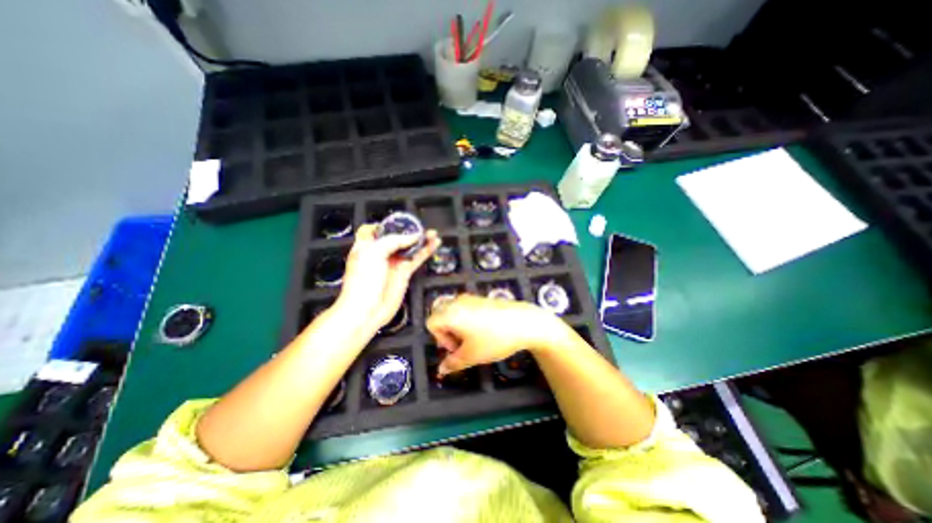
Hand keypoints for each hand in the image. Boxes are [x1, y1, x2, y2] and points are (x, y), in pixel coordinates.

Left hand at [336, 222, 441, 331]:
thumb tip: (413, 237)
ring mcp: (393, 263)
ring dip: (421, 240)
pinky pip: (417, 258)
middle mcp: (380, 253)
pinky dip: (426, 251)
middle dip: (408, 231)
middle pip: (396, 237)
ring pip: (409, 247)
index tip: (398, 222)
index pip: (374, 229)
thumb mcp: (374, 253)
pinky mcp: (404, 273)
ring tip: (433, 233)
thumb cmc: (363, 281)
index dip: (385, 224)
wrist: (367, 310)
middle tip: (421, 226)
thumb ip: (394, 241)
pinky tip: (435, 244)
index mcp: (366, 246)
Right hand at [427, 294, 572, 376]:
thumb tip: (441, 370)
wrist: (523, 323)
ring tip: (473, 340)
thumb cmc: (494, 339)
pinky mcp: (482, 299)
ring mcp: (471, 298)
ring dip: (457, 327)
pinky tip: (483, 331)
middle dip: (447, 332)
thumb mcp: (471, 356)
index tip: (455, 349)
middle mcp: (458, 301)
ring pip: (454, 312)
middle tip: (462, 345)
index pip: (431, 323)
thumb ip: (452, 363)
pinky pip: (466, 308)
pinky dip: (467, 320)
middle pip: (441, 315)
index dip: (439, 339)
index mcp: (451, 313)